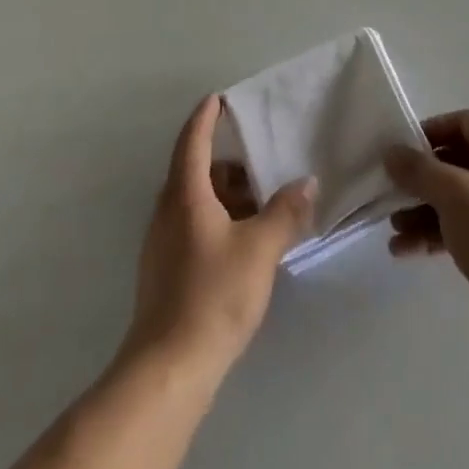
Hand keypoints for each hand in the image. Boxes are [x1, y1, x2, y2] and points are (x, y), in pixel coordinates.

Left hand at [125, 96, 316, 372]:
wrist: (168, 369)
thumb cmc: (213, 296)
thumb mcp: (259, 250)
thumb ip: (284, 212)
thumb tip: (307, 181)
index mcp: (185, 194)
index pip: (192, 141)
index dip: (205, 117)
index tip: (219, 98)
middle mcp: (168, 211)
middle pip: (194, 171)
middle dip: (227, 162)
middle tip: (261, 161)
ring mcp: (162, 243)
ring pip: (194, 201)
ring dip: (225, 194)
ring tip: (262, 205)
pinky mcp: (165, 270)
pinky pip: (193, 225)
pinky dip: (218, 219)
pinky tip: (244, 242)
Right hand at [384, 111, 468, 357]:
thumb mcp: (451, 193)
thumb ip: (417, 169)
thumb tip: (391, 152)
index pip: (464, 122)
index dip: (429, 133)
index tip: (400, 152)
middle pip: (459, 162)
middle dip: (422, 181)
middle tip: (392, 195)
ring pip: (461, 198)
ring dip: (425, 211)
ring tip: (395, 232)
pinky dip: (440, 233)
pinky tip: (407, 251)